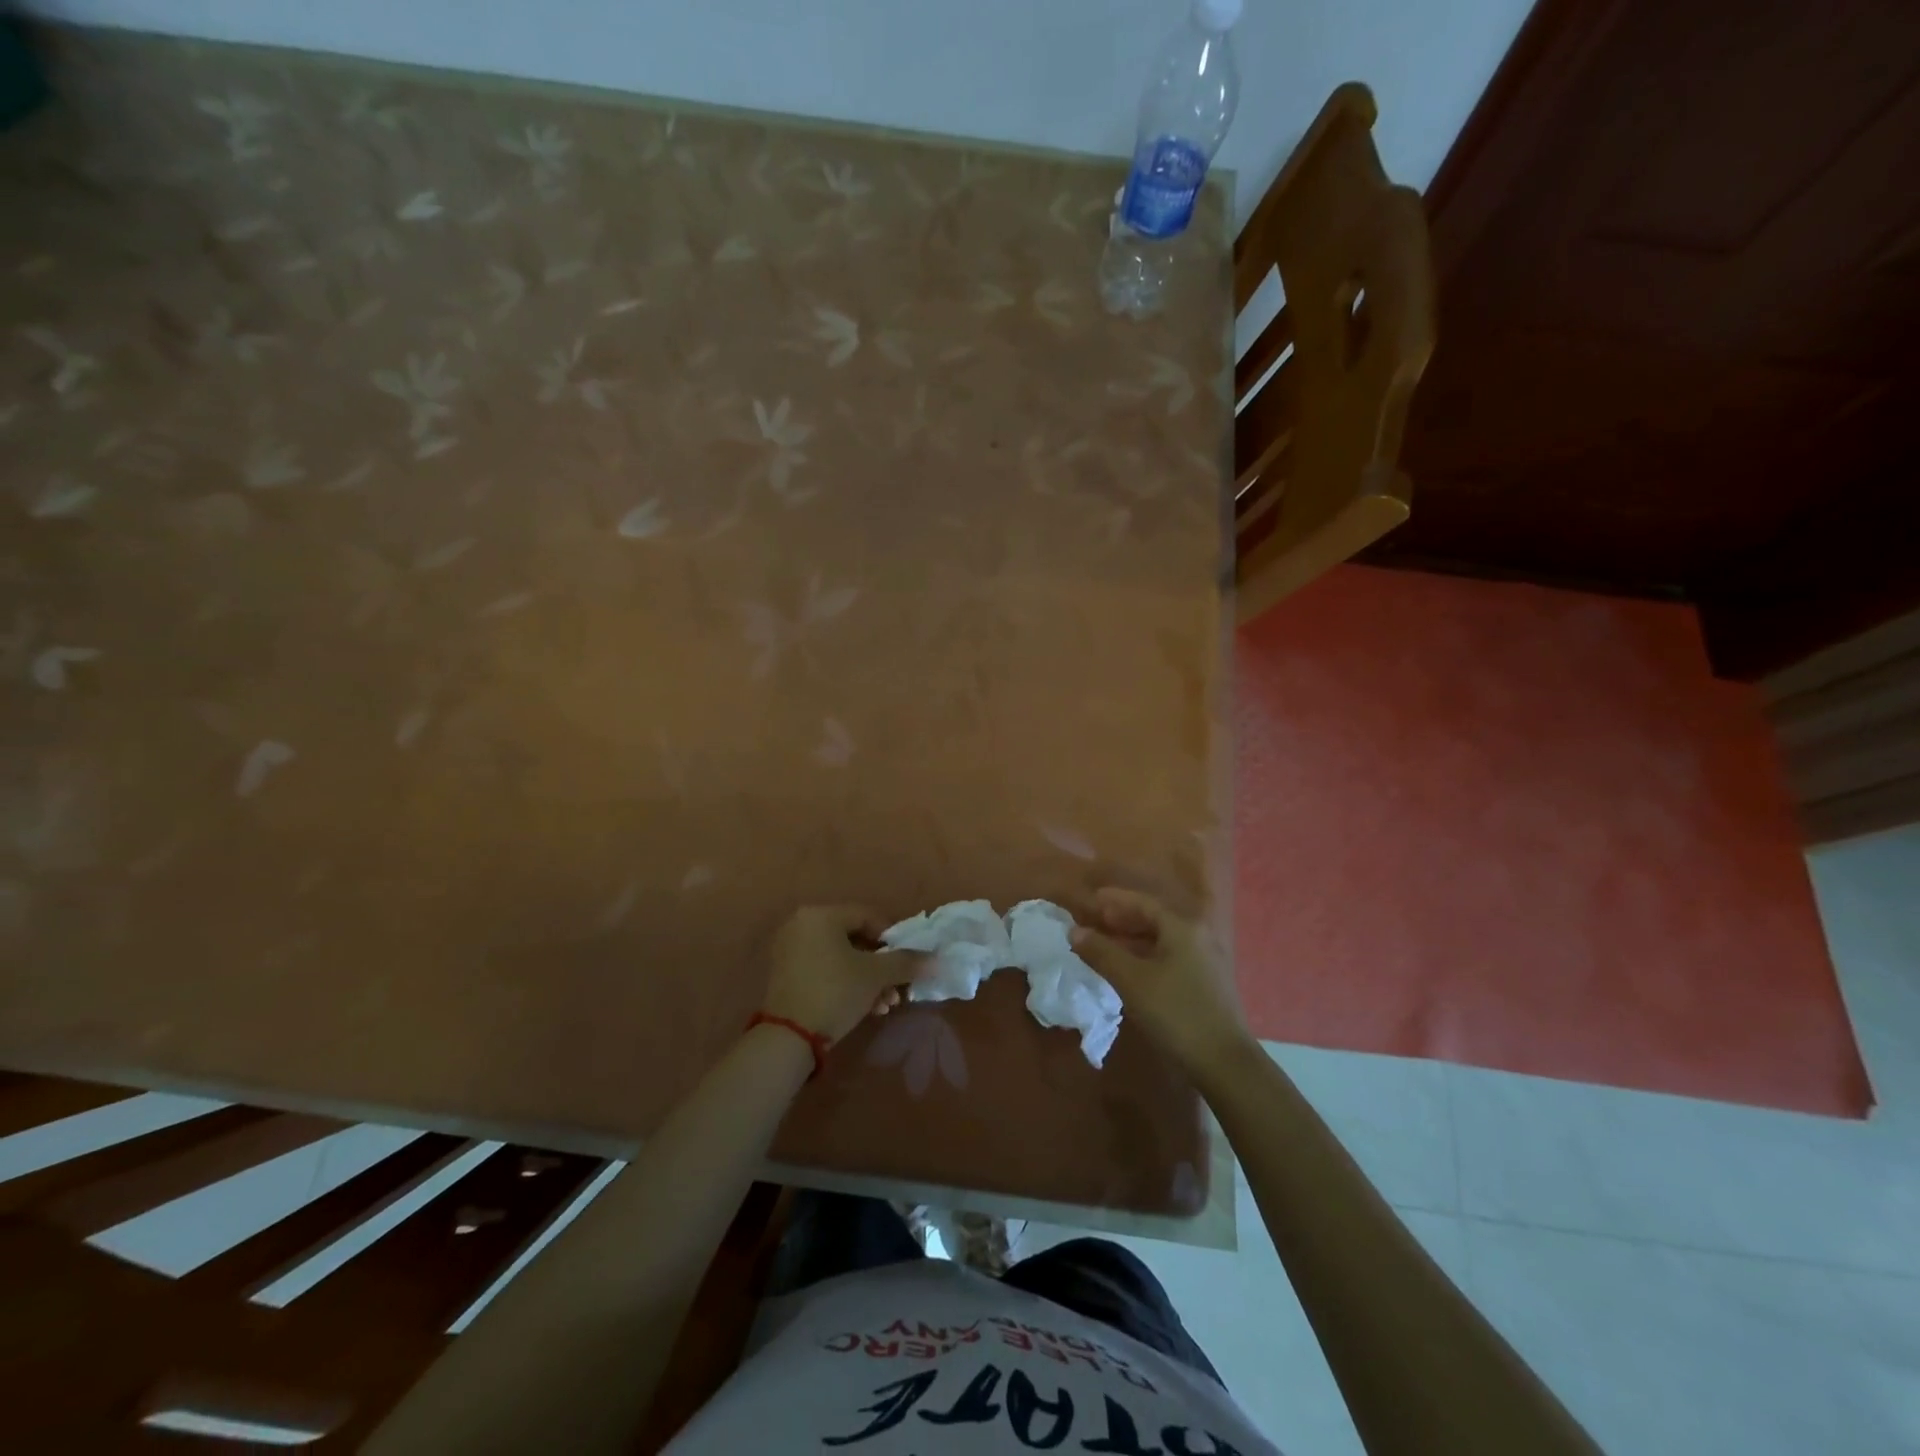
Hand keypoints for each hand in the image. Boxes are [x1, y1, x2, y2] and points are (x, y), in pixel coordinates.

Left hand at [761, 905, 913, 1046]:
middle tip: (898, 989)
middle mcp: (802, 924)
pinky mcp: (786, 974)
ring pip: (842, 958)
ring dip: (868, 980)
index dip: (893, 939)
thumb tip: (936, 959)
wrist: (788, 1037)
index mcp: (821, 915)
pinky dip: (846, 984)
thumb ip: (906, 962)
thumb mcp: (875, 976)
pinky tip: (866, 1009)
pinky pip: (825, 969)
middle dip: (881, 967)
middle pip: (855, 939)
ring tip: (885, 1005)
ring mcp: (791, 949)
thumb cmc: (835, 992)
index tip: (906, 962)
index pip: (868, 917)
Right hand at [1070, 888, 1253, 1071]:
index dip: (1114, 900)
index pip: (1143, 903)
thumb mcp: (1132, 981)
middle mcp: (1196, 937)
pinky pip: (1167, 957)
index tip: (1090, 899)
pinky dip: (1143, 957)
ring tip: (1102, 945)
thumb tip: (1074, 931)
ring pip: (1160, 941)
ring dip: (1130, 940)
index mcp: (1182, 928)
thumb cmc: (1175, 1013)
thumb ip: (1102, 952)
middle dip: (1121, 919)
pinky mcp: (1203, 983)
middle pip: (1153, 919)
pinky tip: (1126, 970)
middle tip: (1092, 922)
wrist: (1223, 1063)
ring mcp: (1202, 961)